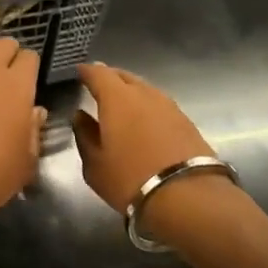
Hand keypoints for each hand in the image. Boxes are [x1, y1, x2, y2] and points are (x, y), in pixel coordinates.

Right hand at [72, 62, 216, 214]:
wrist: (187, 196)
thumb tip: (80, 117)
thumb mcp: (95, 165)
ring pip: (145, 90)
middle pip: (125, 76)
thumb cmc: (130, 179)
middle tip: (99, 85)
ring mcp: (169, 106)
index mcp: (117, 99)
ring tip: (121, 104)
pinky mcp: (186, 121)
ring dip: (131, 92)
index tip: (80, 72)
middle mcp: (144, 94)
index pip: (99, 74)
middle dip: (110, 78)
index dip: (87, 71)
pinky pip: (160, 105)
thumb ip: (85, 136)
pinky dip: (148, 107)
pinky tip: (144, 121)